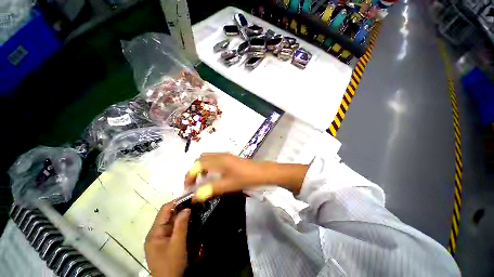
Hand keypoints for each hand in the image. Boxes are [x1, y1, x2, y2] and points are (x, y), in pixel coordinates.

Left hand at [145, 202, 189, 276]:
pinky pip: (172, 229)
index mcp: (154, 232)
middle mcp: (155, 233)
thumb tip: (186, 208)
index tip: (189, 196)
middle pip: (167, 215)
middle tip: (193, 203)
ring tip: (193, 209)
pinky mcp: (164, 243)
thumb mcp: (177, 244)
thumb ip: (181, 225)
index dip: (176, 201)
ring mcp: (159, 239)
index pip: (164, 210)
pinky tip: (188, 221)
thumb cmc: (171, 264)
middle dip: (180, 208)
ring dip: (180, 216)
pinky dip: (179, 224)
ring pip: (170, 222)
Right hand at [185, 153, 265, 197]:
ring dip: (201, 168)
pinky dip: (209, 167)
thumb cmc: (246, 178)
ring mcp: (225, 156)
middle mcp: (220, 155)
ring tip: (203, 181)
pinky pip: (214, 160)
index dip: (190, 175)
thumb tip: (195, 196)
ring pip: (207, 158)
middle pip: (200, 159)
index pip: (197, 165)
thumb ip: (211, 189)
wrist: (261, 172)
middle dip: (194, 170)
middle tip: (195, 184)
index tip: (188, 188)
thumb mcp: (228, 185)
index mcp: (219, 160)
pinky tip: (213, 176)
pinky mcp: (230, 158)